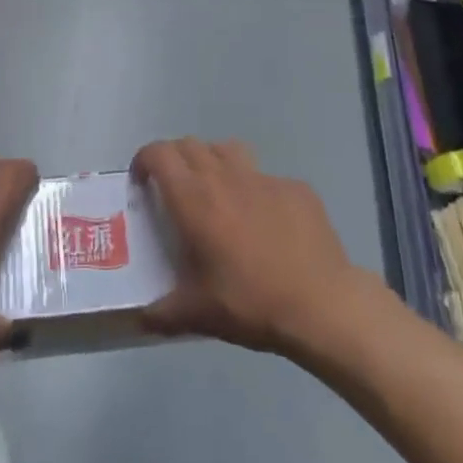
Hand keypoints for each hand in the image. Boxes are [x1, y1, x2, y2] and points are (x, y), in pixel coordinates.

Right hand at [133, 138, 384, 361]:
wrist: (322, 304)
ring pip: (227, 149)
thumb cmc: (251, 303)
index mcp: (194, 199)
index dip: (144, 160)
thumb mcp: (197, 315)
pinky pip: (265, 177)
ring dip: (212, 162)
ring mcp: (263, 178)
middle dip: (175, 160)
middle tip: (174, 190)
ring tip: (216, 193)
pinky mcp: (295, 187)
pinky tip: (265, 222)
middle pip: (190, 145)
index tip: (141, 182)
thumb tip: (141, 317)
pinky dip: (254, 189)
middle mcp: (225, 176)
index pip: (159, 154)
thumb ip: (162, 313)